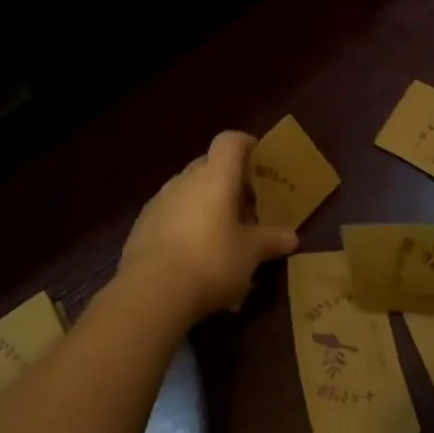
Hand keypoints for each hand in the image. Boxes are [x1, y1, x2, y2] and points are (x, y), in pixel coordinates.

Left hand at [120, 132, 299, 322]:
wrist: (152, 291)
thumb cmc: (211, 261)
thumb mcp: (250, 254)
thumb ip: (271, 240)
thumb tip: (291, 237)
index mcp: (215, 177)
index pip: (230, 141)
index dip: (246, 144)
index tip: (259, 160)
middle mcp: (185, 180)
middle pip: (208, 164)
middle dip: (228, 179)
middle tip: (245, 205)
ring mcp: (159, 200)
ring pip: (187, 189)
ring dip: (204, 201)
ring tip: (220, 231)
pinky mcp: (142, 224)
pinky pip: (170, 211)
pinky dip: (184, 220)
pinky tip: (192, 250)